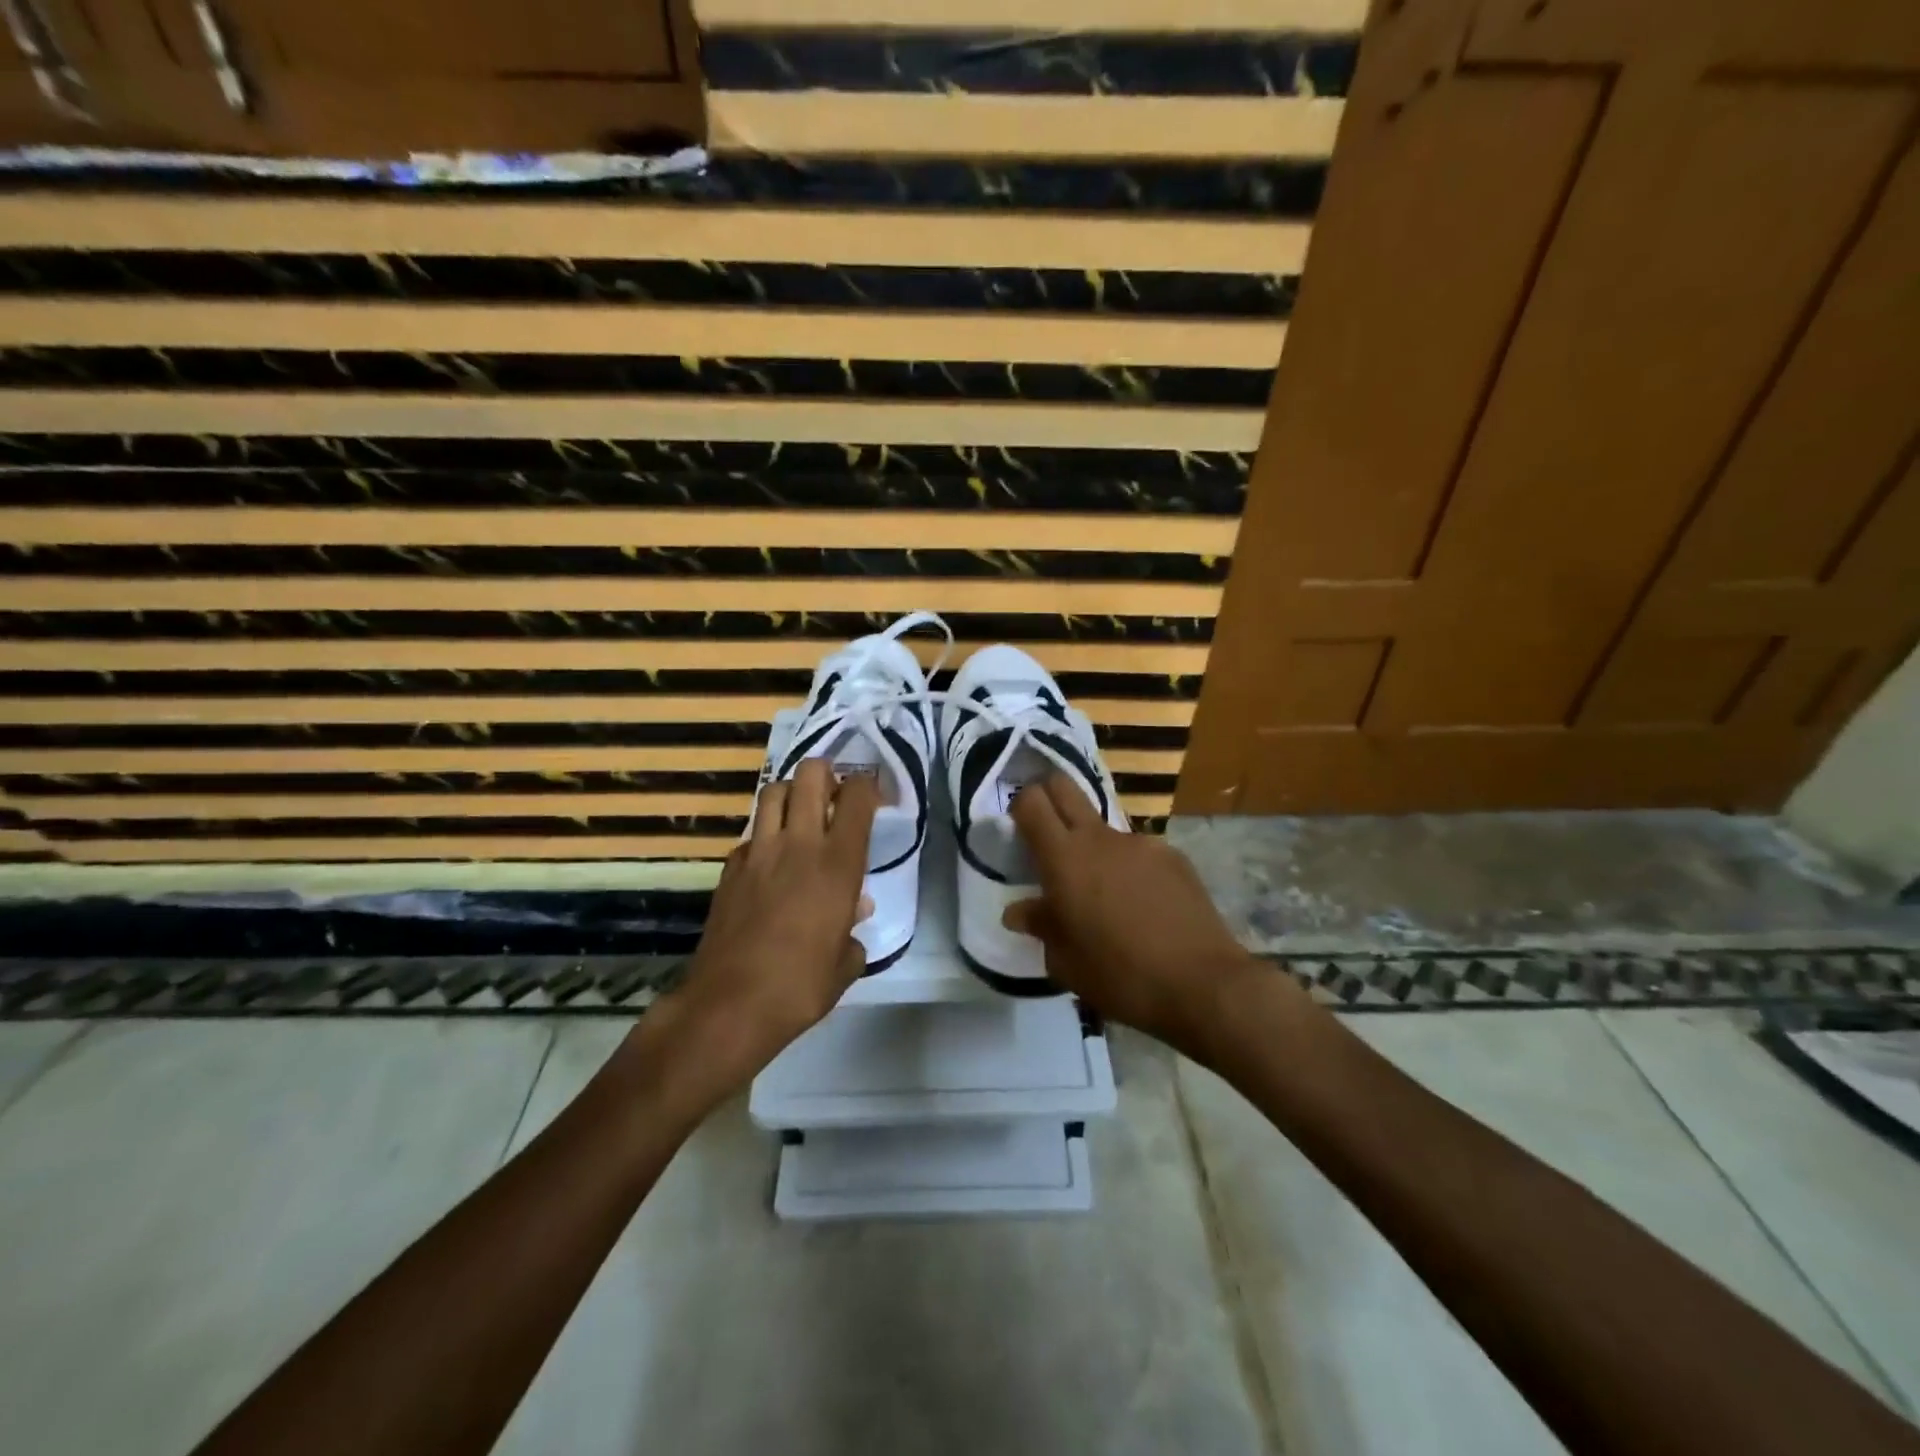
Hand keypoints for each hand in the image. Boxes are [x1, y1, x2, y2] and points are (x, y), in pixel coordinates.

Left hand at [677, 759, 878, 1072]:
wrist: (731, 1004)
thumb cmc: (801, 986)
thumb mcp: (845, 963)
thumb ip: (854, 929)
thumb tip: (856, 909)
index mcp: (838, 863)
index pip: (857, 797)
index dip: (868, 786)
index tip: (874, 796)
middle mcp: (799, 844)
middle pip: (810, 774)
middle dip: (826, 773)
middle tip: (833, 794)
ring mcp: (759, 852)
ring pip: (773, 792)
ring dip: (791, 793)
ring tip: (800, 815)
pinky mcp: (730, 867)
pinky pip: (751, 832)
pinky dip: (765, 833)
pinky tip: (770, 859)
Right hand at [1004, 774, 1268, 1049]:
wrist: (1201, 984)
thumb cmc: (1119, 976)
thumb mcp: (1065, 961)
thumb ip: (1040, 926)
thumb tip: (1018, 911)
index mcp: (1064, 858)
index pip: (1031, 802)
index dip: (1020, 805)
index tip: (1018, 828)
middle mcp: (1100, 838)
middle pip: (1065, 787)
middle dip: (1050, 795)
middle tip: (1047, 831)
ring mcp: (1140, 843)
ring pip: (1104, 827)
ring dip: (1094, 847)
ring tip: (1104, 895)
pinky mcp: (1173, 856)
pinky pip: (1138, 852)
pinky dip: (1130, 869)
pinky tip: (1143, 907)